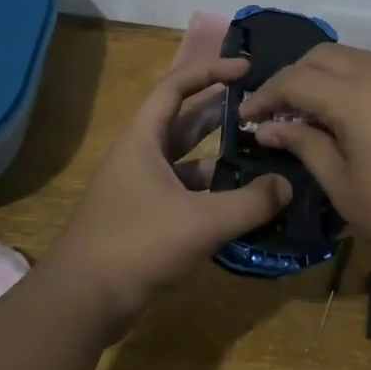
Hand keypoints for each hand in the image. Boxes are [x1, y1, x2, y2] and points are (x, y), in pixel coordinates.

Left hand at [50, 57, 291, 329]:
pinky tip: (241, 205)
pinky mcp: (145, 219)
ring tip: (262, 158)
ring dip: (220, 158)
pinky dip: (211, 194)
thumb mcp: (201, 221)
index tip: (246, 69)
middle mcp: (140, 157)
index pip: (176, 86)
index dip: (210, 71)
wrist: (83, 300)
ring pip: (187, 162)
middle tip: (262, 112)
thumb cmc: (138, 243)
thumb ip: (249, 203)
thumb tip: (287, 186)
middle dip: (222, 114)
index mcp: (143, 139)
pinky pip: (185, 194)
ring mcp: (141, 189)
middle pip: (184, 122)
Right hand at [240, 46, 370, 312]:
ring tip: (307, 111)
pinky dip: (349, 80)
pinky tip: (345, 113)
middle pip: (322, 55)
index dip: (265, 95)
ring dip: (322, 75)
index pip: (295, 80)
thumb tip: (267, 128)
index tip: (246, 117)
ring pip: (351, 57)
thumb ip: (303, 145)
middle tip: (276, 111)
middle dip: (292, 77)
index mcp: (355, 96)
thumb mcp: (342, 184)